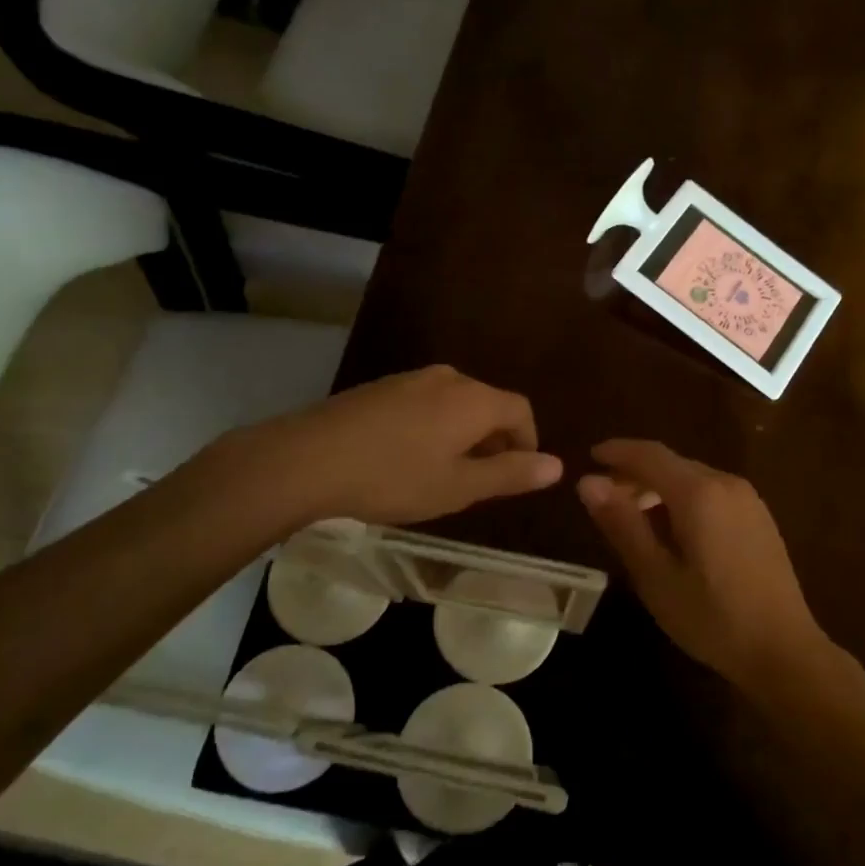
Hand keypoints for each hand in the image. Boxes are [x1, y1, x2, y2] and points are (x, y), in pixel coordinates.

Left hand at [216, 366, 562, 534]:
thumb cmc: (393, 477)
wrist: (307, 459)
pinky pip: (425, 403)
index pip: (521, 410)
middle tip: (480, 481)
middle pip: (488, 404)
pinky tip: (408, 458)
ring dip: (463, 435)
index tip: (515, 475)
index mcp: (474, 399)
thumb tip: (558, 465)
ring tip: (444, 473)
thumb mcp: (459, 486)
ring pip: (455, 404)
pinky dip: (434, 427)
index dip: (528, 443)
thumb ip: (510, 474)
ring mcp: (411, 379)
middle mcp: (448, 378)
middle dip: (495, 440)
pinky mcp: (381, 387)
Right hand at [576, 440, 830, 687]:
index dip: (617, 452)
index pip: (649, 454)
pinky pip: (711, 492)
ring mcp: (747, 498)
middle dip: (634, 473)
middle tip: (603, 497)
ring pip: (692, 477)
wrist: (784, 650)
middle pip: (671, 463)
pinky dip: (683, 498)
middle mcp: (726, 483)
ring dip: (658, 486)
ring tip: (632, 515)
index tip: (589, 457)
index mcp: (699, 492)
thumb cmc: (713, 617)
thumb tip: (588, 482)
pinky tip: (672, 529)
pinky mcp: (758, 516)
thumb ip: (622, 524)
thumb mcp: (656, 576)